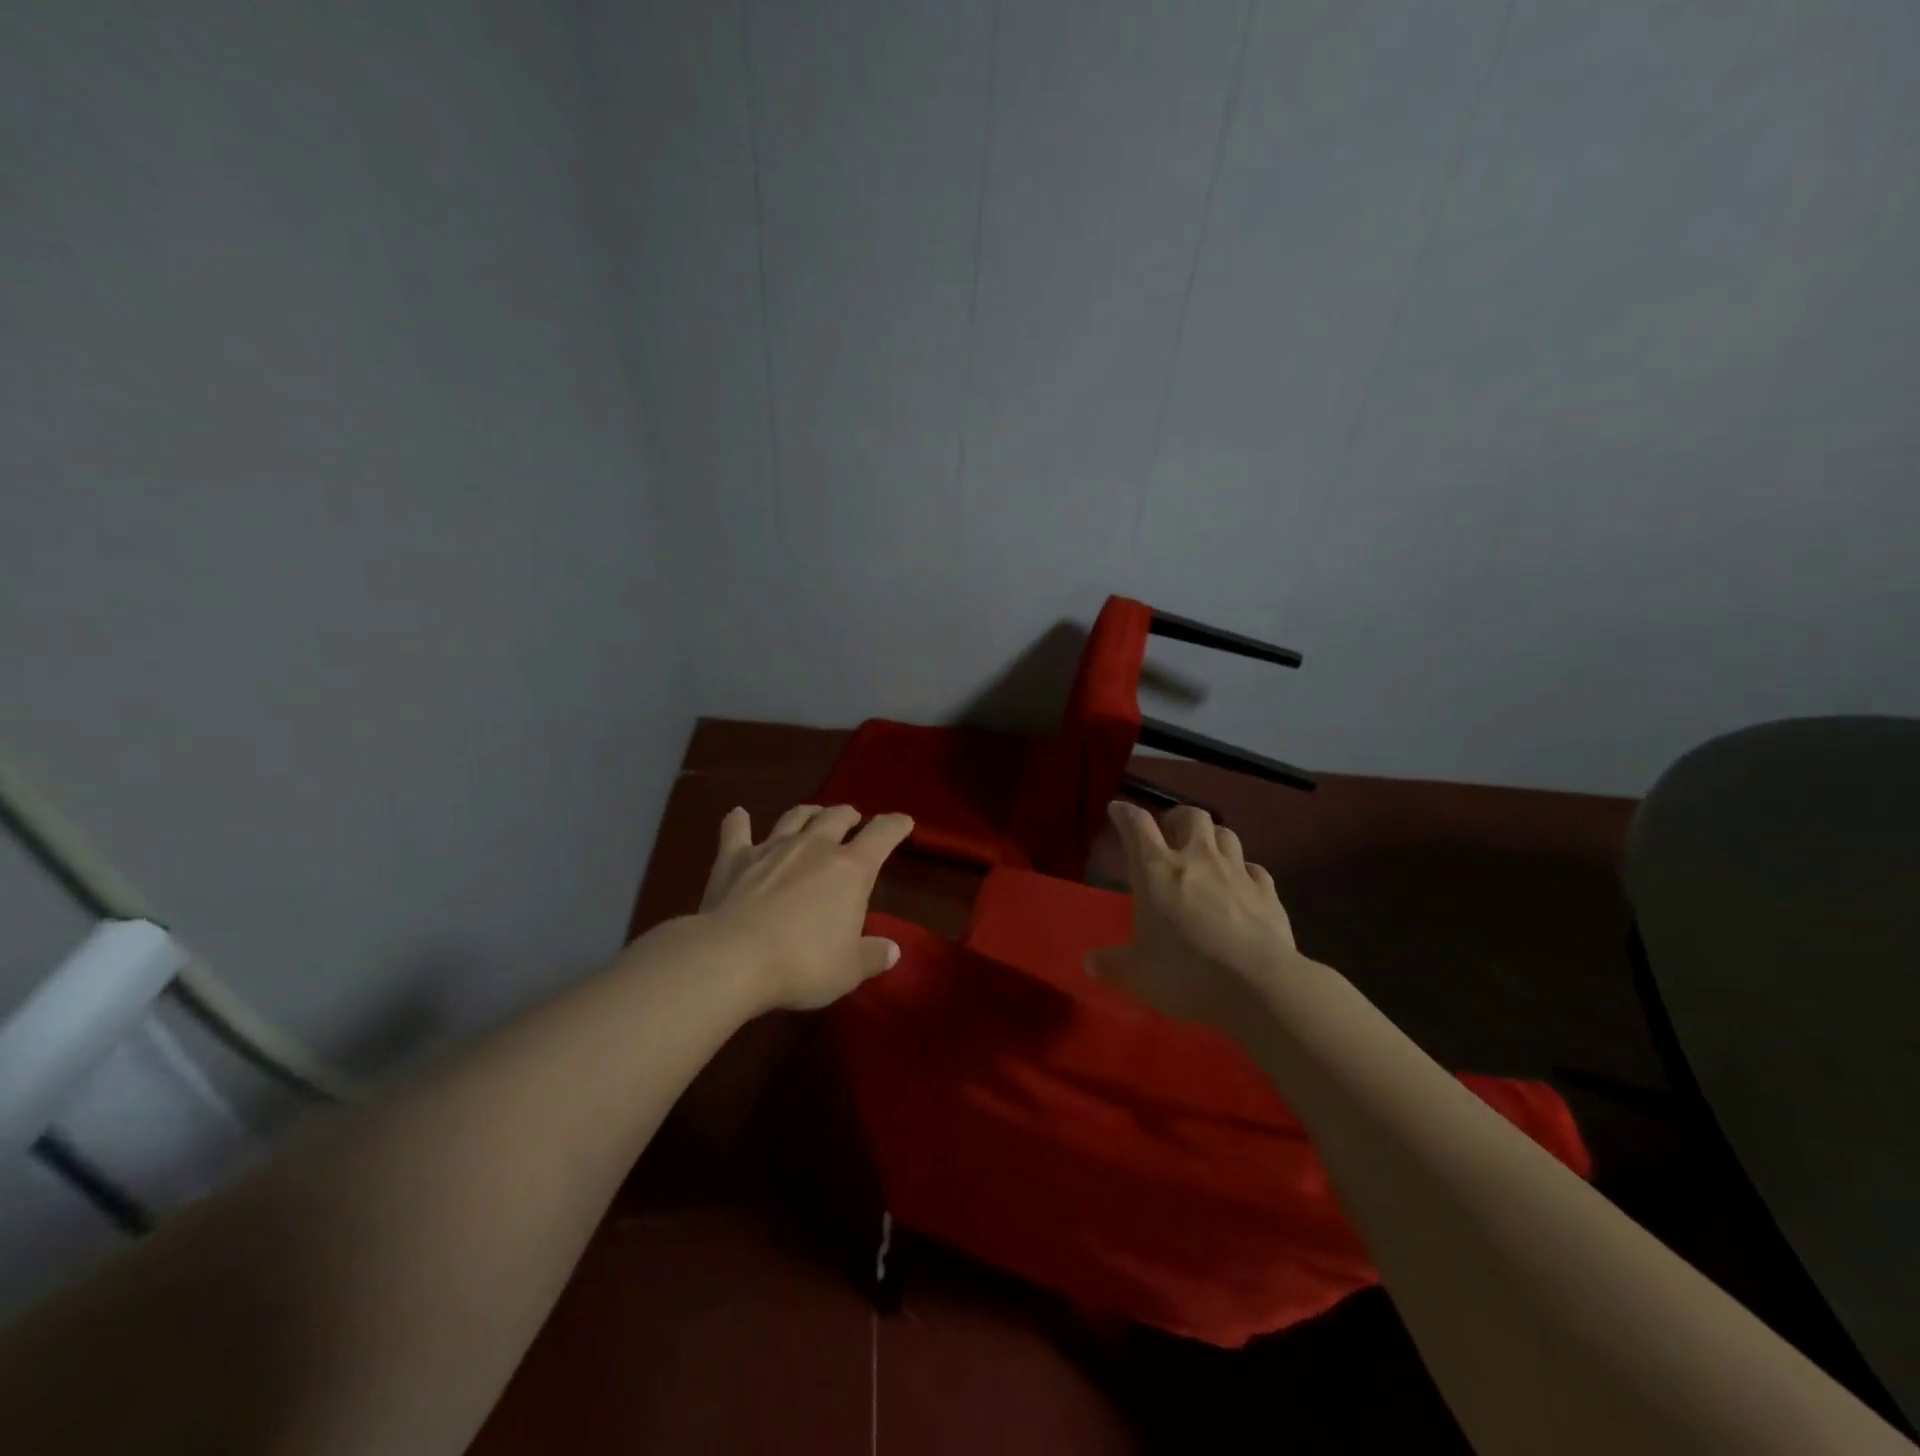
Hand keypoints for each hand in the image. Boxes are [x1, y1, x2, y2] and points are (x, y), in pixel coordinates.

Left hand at [698, 804, 913, 1010]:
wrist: (732, 958)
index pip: (882, 834)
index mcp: (852, 869)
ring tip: (813, 814)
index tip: (903, 822)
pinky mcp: (735, 859)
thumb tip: (893, 951)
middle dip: (849, 816)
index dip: (895, 826)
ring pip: (795, 817)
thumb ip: (872, 956)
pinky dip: (738, 822)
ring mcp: (772, 848)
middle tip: (853, 819)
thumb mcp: (848, 970)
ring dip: (808, 813)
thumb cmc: (803, 963)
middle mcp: (815, 847)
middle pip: (837, 817)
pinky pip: (736, 832)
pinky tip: (738, 815)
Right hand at [1088, 801, 1307, 1036]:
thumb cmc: (1186, 972)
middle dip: (1177, 818)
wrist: (1259, 986)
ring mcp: (1236, 872)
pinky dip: (1244, 871)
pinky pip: (1254, 869)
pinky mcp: (1267, 892)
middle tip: (1170, 832)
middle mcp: (1197, 859)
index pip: (1137, 825)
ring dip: (1212, 837)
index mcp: (1156, 870)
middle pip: (1190, 816)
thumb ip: (1111, 964)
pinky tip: (1241, 884)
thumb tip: (1089, 963)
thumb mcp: (1137, 974)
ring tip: (1206, 852)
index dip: (1125, 813)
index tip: (1118, 810)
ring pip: (1226, 834)